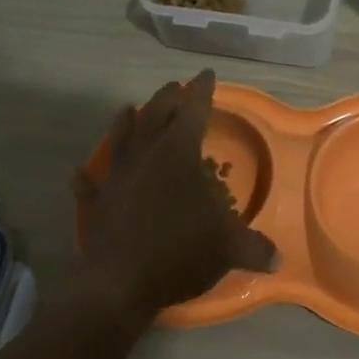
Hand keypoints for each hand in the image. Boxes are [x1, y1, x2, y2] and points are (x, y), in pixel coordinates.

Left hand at [70, 70, 277, 321]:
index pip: (194, 110)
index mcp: (179, 153)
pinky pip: (90, 184)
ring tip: (128, 109)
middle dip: (167, 98)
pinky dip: (87, 177)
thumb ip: (254, 247)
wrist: (120, 284)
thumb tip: (277, 258)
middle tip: (175, 87)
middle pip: (155, 115)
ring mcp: (117, 178)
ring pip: (120, 139)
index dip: (202, 91)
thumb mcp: (228, 247)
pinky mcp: (97, 204)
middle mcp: (146, 156)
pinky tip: (82, 171)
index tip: (206, 74)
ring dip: (125, 122)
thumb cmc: (179, 250)